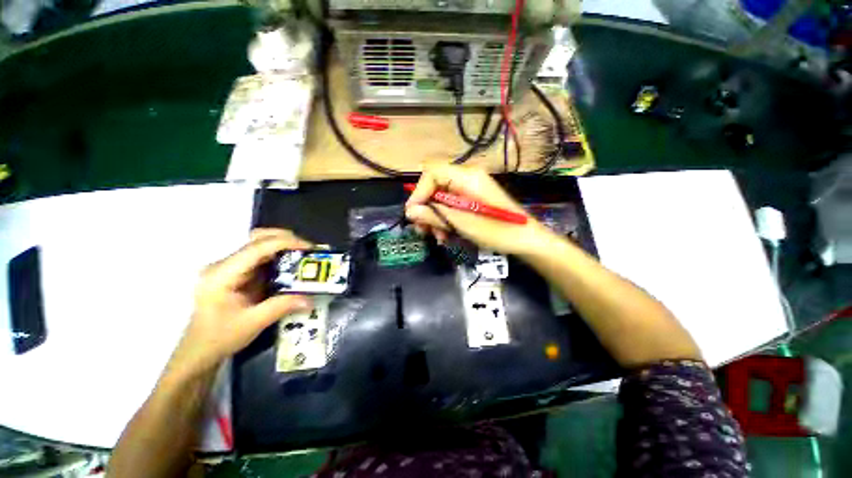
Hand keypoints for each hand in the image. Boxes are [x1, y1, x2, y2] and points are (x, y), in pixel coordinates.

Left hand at [171, 229, 312, 374]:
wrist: (199, 350)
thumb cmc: (219, 337)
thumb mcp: (253, 323)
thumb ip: (282, 306)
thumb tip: (311, 299)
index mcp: (222, 274)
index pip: (257, 247)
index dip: (285, 243)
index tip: (309, 248)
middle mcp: (225, 264)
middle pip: (257, 238)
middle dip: (285, 239)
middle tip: (307, 249)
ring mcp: (230, 267)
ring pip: (260, 245)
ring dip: (284, 247)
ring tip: (304, 256)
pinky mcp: (237, 273)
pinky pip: (261, 258)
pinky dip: (279, 258)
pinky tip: (292, 267)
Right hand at [405, 164, 552, 255]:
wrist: (525, 239)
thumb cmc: (497, 230)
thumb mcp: (462, 224)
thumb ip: (434, 215)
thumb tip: (410, 211)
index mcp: (467, 177)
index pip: (432, 172)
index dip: (419, 191)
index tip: (413, 213)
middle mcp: (467, 177)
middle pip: (435, 185)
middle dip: (426, 208)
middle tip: (422, 229)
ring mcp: (470, 188)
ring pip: (441, 197)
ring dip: (434, 216)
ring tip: (436, 236)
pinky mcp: (472, 198)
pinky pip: (451, 204)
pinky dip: (445, 218)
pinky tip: (445, 234)